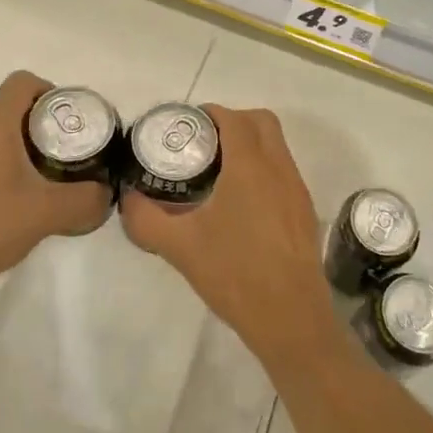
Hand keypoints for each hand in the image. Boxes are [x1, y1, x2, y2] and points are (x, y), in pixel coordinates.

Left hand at [0, 70, 112, 300]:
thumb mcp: (52, 211)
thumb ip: (87, 198)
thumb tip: (106, 192)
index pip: (22, 82)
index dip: (49, 91)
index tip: (66, 120)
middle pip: (7, 106)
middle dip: (36, 122)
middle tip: (60, 149)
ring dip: (14, 142)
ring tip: (37, 174)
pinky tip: (7, 195)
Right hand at [119, 105, 330, 358]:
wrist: (290, 318)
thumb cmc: (235, 274)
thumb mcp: (180, 247)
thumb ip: (146, 219)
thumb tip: (127, 198)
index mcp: (250, 167)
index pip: (234, 119)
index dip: (211, 113)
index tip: (188, 124)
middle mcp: (279, 168)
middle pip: (262, 122)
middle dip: (234, 121)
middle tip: (205, 142)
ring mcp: (297, 189)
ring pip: (277, 146)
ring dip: (251, 144)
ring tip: (219, 170)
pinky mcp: (305, 211)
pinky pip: (284, 171)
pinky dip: (263, 167)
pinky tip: (240, 202)